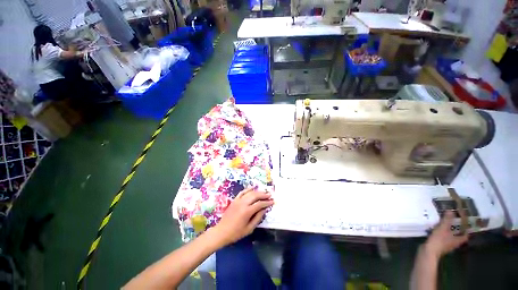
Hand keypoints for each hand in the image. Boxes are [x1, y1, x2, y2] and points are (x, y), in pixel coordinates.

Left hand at [211, 188, 273, 246]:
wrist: (222, 231)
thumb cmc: (236, 233)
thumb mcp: (249, 229)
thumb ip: (258, 218)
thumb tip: (264, 209)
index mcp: (247, 211)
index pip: (260, 204)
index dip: (267, 202)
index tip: (272, 202)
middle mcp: (243, 203)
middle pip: (255, 196)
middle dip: (263, 195)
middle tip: (270, 195)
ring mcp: (238, 200)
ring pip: (250, 193)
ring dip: (258, 192)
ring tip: (264, 192)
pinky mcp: (234, 200)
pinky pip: (242, 192)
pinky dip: (248, 189)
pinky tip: (252, 187)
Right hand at [424, 211, 468, 258]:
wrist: (428, 251)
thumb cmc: (439, 240)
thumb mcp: (443, 228)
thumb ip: (447, 219)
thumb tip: (451, 210)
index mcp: (458, 240)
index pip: (466, 235)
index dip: (467, 229)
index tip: (466, 223)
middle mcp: (454, 243)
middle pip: (458, 236)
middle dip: (456, 229)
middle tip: (454, 221)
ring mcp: (446, 245)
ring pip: (450, 236)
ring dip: (448, 231)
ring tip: (444, 223)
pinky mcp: (439, 245)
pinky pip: (443, 237)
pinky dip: (441, 233)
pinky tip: (436, 229)